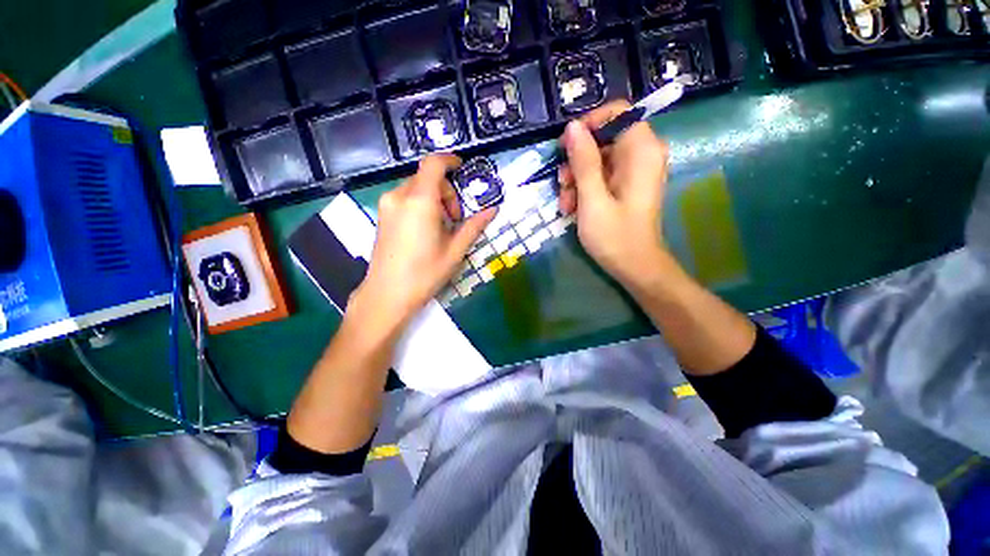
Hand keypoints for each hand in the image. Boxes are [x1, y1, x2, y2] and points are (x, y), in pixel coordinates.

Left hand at [351, 154, 496, 333]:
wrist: (387, 294)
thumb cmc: (425, 273)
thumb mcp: (455, 250)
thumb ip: (474, 226)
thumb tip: (493, 210)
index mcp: (420, 201)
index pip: (434, 164)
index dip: (450, 160)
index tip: (463, 169)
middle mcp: (399, 196)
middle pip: (427, 178)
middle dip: (447, 192)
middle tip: (456, 219)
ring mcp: (387, 205)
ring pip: (416, 188)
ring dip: (434, 199)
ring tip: (441, 228)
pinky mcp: (382, 214)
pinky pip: (405, 198)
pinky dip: (421, 204)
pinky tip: (426, 230)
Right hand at [558, 100, 670, 288]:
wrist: (634, 267)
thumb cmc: (614, 236)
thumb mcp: (592, 198)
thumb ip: (583, 161)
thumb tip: (572, 126)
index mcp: (641, 151)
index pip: (617, 112)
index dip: (589, 124)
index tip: (567, 147)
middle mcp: (642, 154)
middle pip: (604, 138)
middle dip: (577, 160)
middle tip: (562, 184)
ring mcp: (633, 171)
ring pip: (597, 159)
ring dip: (576, 179)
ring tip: (565, 204)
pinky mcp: (625, 185)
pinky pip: (601, 175)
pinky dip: (584, 189)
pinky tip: (572, 208)